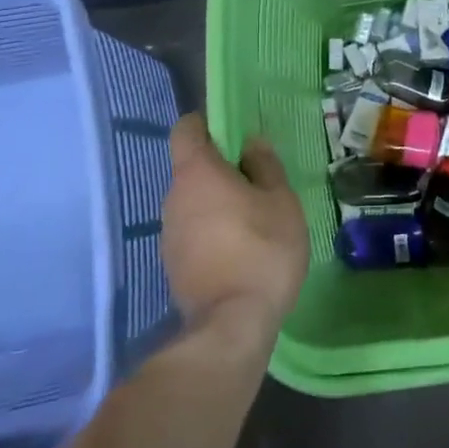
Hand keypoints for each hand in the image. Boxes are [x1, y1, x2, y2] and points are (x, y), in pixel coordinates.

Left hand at [159, 114, 308, 348]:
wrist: (232, 324)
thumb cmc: (262, 250)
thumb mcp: (280, 201)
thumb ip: (265, 166)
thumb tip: (252, 143)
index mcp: (197, 173)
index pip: (186, 130)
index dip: (207, 124)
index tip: (233, 132)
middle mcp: (173, 198)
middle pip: (191, 168)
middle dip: (220, 168)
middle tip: (258, 180)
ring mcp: (168, 233)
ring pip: (192, 202)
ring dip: (217, 202)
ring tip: (254, 218)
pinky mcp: (172, 263)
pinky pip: (193, 231)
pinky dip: (212, 230)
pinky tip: (240, 248)